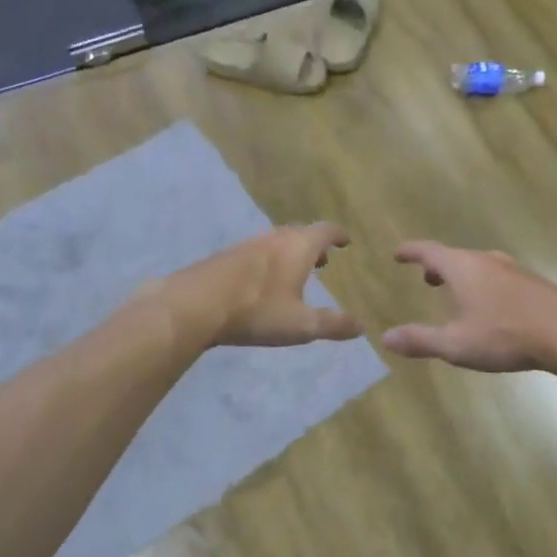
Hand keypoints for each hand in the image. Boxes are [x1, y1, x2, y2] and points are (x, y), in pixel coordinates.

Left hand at [162, 224, 360, 347]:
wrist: (194, 305)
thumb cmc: (256, 311)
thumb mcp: (301, 325)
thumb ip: (333, 324)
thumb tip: (361, 325)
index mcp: (298, 247)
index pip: (325, 230)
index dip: (338, 235)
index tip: (346, 241)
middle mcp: (274, 238)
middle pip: (300, 233)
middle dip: (314, 245)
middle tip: (324, 261)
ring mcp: (246, 245)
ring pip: (276, 242)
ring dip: (290, 253)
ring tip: (295, 273)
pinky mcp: (225, 257)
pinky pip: (256, 253)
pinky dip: (269, 261)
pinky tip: (261, 283)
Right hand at [381, 241, 556, 373]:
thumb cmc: (505, 334)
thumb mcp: (456, 344)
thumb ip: (420, 340)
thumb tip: (386, 338)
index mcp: (462, 268)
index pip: (429, 251)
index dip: (411, 252)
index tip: (398, 254)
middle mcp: (486, 261)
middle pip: (455, 257)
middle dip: (438, 267)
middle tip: (426, 278)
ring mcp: (513, 270)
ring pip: (479, 266)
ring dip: (462, 276)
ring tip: (456, 293)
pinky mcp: (533, 284)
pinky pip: (498, 277)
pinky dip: (484, 285)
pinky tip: (491, 307)